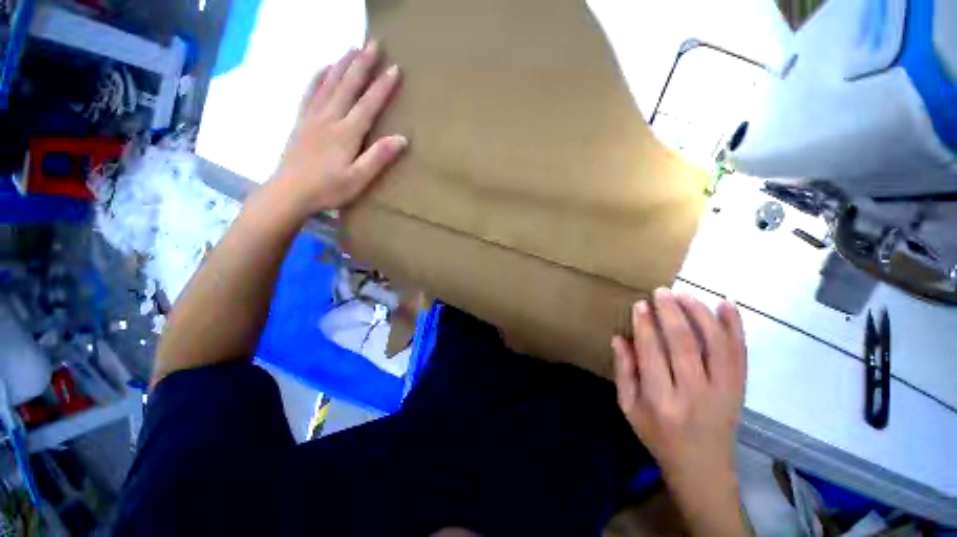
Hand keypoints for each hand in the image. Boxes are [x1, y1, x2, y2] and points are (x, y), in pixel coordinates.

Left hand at [271, 41, 406, 217]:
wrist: (289, 192)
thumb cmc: (328, 189)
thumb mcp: (359, 179)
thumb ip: (379, 157)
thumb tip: (402, 139)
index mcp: (346, 133)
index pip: (368, 104)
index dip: (382, 86)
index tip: (395, 69)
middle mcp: (329, 118)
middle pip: (348, 86)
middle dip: (362, 64)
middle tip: (373, 43)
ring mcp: (313, 117)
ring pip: (329, 83)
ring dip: (342, 64)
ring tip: (352, 47)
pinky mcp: (302, 121)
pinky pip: (310, 92)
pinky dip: (319, 76)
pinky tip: (325, 68)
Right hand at [612, 288, 746, 532]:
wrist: (703, 468)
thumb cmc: (658, 436)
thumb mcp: (628, 408)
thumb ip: (623, 371)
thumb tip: (619, 337)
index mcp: (661, 399)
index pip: (652, 352)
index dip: (645, 325)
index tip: (640, 305)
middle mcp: (694, 393)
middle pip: (684, 343)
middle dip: (671, 312)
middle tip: (661, 292)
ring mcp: (723, 391)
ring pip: (715, 344)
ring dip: (700, 314)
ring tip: (685, 295)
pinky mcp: (739, 389)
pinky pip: (740, 353)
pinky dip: (735, 326)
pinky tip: (725, 304)